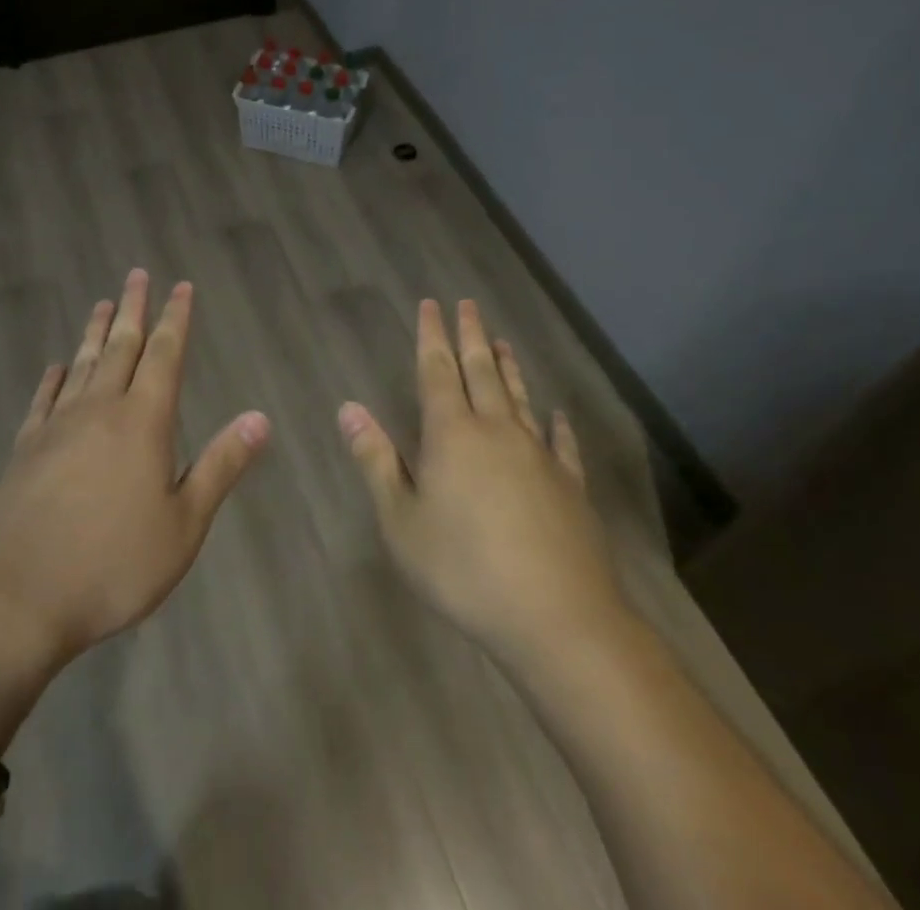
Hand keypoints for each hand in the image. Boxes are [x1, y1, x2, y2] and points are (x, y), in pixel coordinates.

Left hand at [0, 269, 270, 674]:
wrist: (18, 599)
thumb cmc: (114, 565)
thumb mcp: (184, 525)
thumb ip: (220, 466)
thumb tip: (260, 418)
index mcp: (143, 422)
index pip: (164, 355)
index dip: (175, 319)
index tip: (181, 287)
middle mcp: (100, 409)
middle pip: (121, 346)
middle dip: (133, 309)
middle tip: (138, 274)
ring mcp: (57, 426)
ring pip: (82, 364)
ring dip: (96, 332)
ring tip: (103, 303)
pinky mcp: (25, 449)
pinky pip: (43, 399)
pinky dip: (54, 378)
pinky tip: (57, 367)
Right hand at [338, 299, 628, 666]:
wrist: (555, 616)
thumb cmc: (463, 568)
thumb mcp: (401, 520)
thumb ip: (376, 460)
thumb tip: (349, 408)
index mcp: (451, 434)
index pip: (438, 370)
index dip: (432, 336)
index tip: (432, 304)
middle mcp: (496, 431)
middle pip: (482, 371)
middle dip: (471, 335)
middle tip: (468, 304)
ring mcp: (538, 456)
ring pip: (519, 397)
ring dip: (509, 367)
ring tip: (503, 341)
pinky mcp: (570, 485)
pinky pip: (561, 442)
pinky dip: (556, 423)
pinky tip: (555, 413)